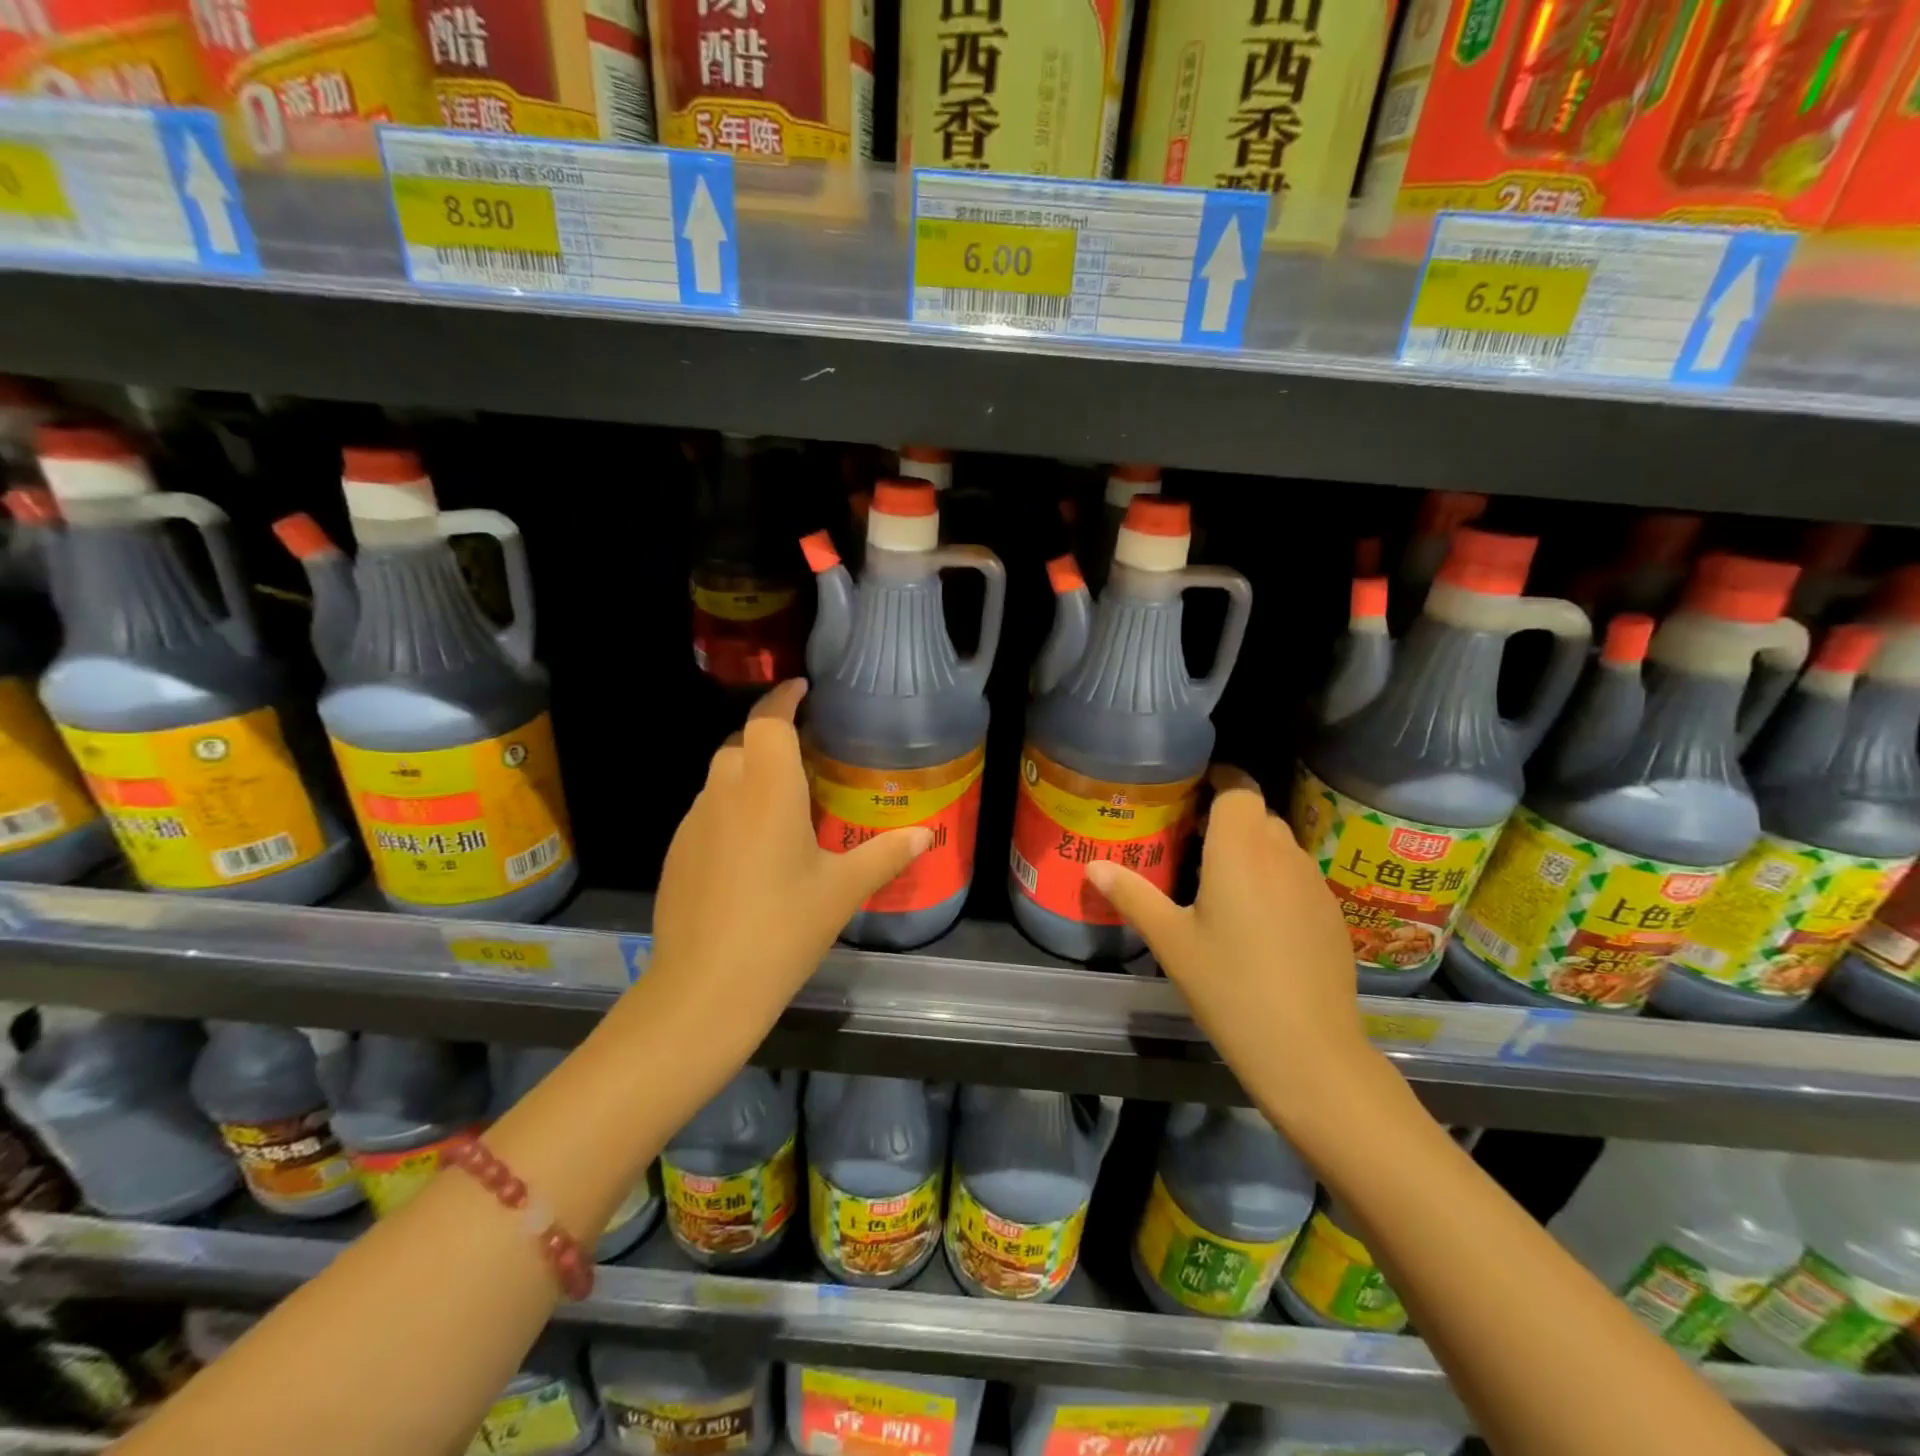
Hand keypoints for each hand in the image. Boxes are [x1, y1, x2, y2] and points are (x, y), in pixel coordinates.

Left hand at [643, 680, 931, 1059]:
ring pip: (721, 777)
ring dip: (749, 776)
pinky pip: (708, 812)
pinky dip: (731, 811)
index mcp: (767, 789)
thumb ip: (884, 854)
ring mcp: (693, 823)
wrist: (704, 989)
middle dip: (771, 739)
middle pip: (742, 743)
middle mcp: (724, 793)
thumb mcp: (842, 891)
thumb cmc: (782, 928)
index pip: (769, 721)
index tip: (804, 690)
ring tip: (785, 806)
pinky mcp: (677, 852)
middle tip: (807, 761)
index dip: (784, 699)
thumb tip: (925, 834)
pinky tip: (753, 851)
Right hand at [1085, 769, 1373, 1112]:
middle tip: (1192, 841)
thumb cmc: (1228, 986)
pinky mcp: (1332, 915)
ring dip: (1253, 849)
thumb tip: (1092, 866)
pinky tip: (1258, 921)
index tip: (1194, 791)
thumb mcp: (1170, 941)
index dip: (1220, 781)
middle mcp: (1282, 855)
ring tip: (1221, 880)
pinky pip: (1298, 877)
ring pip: (1281, 845)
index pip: (1238, 788)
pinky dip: (1276, 879)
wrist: (1309, 1050)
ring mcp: (1313, 884)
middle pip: (1258, 815)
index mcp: (1239, 850)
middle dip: (1228, 818)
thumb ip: (1132, 896)